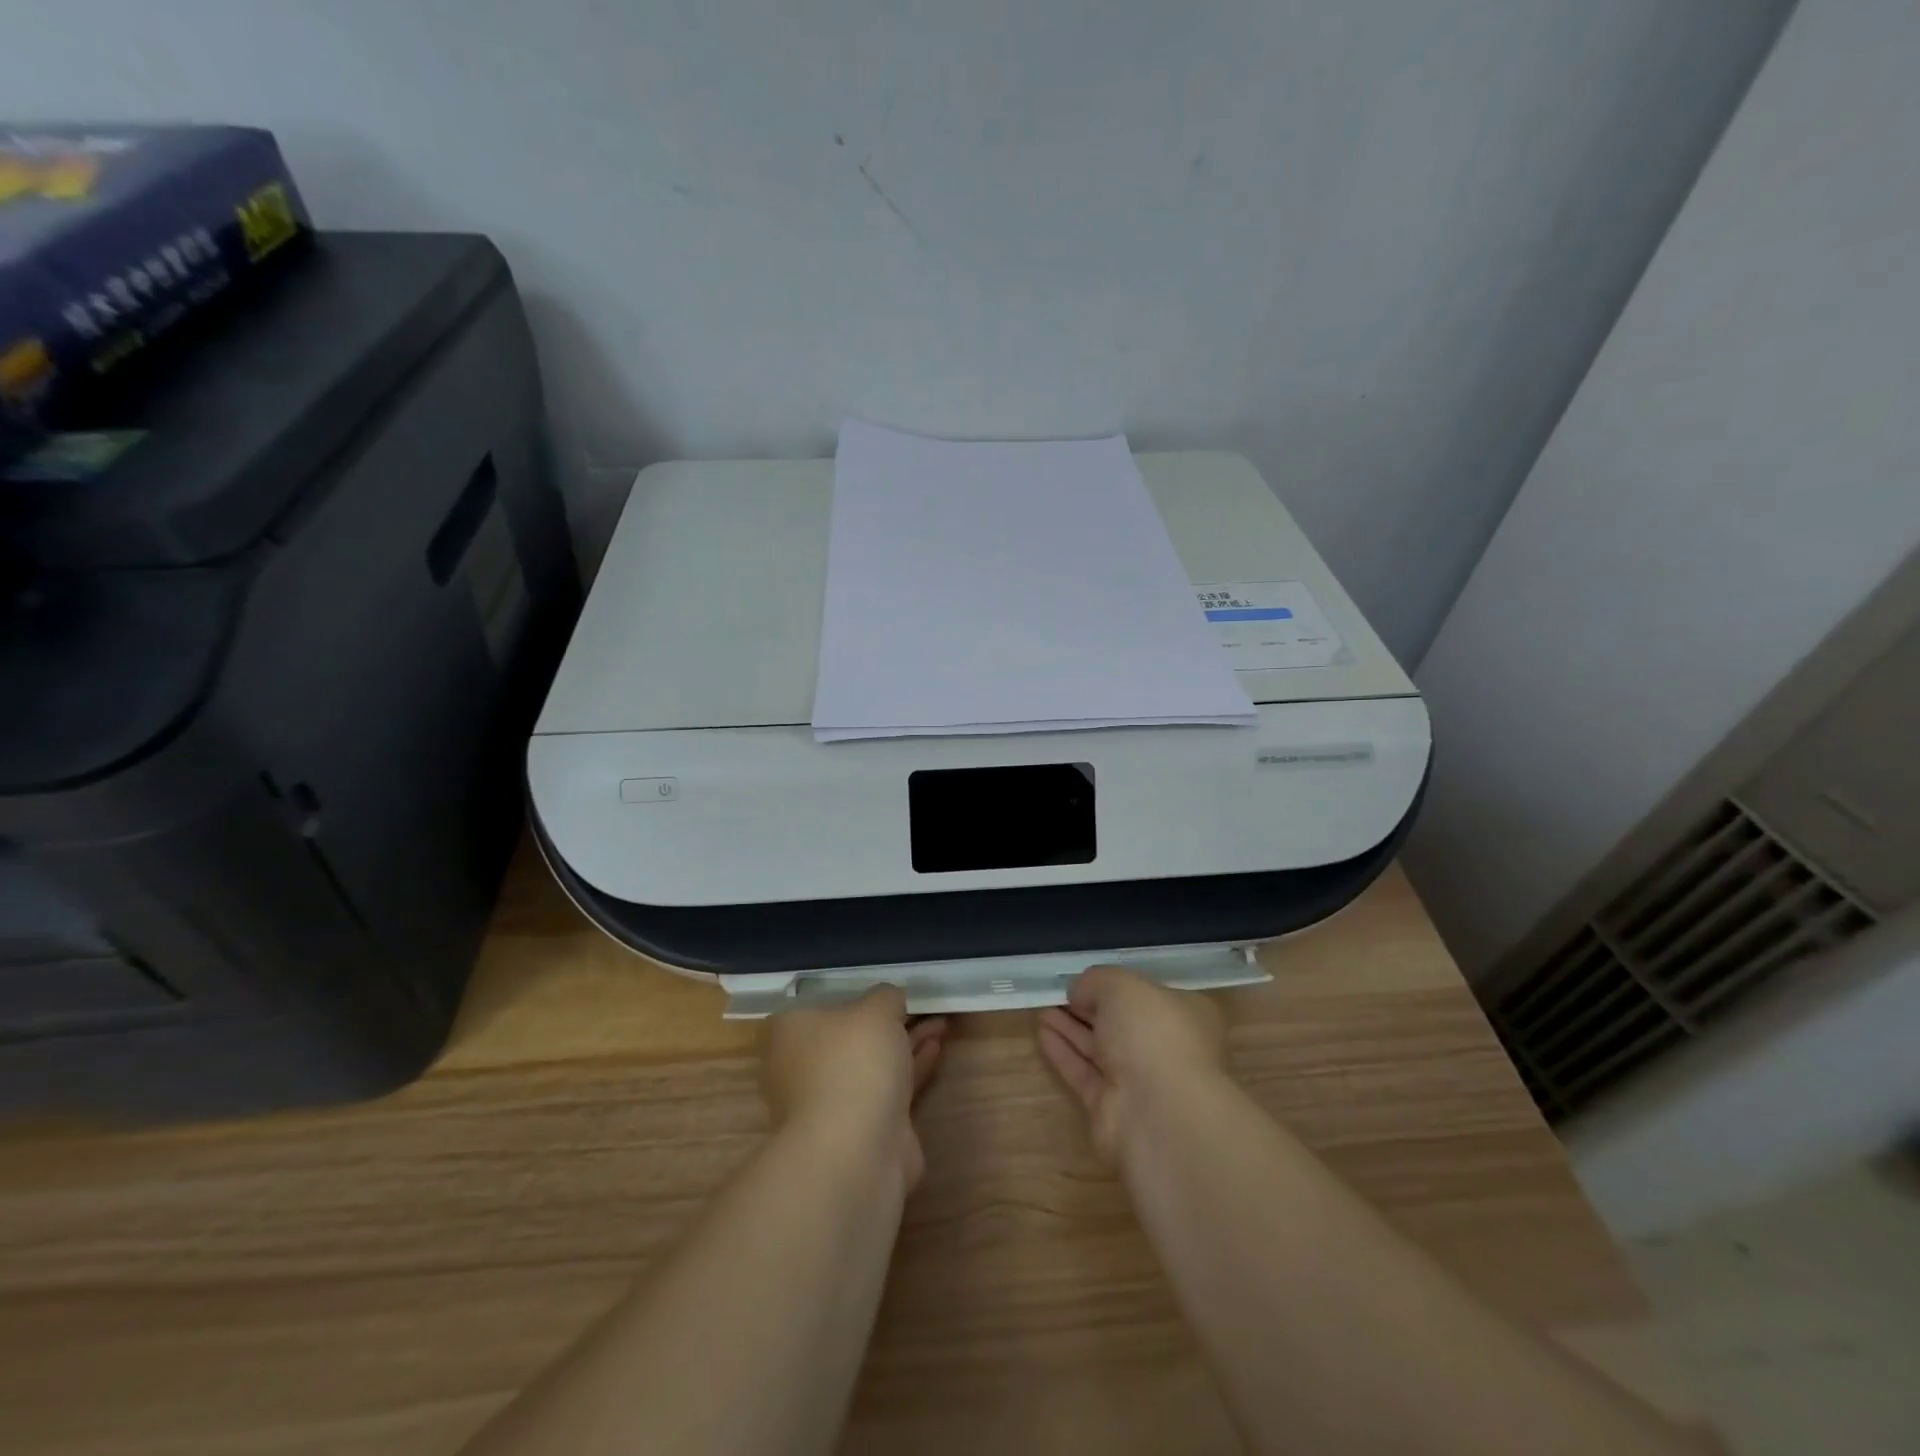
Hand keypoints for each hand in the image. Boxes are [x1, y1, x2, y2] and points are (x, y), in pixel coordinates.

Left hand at [761, 987, 947, 1191]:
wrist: (855, 1152)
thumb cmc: (852, 1063)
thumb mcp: (875, 1009)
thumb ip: (886, 997)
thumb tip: (890, 999)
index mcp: (789, 1032)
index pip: (816, 1005)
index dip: (850, 995)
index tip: (881, 991)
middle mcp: (802, 1066)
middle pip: (848, 1035)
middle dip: (886, 1021)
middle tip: (919, 1004)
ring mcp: (830, 1101)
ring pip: (871, 1062)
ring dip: (905, 1042)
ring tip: (940, 1021)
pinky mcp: (860, 1128)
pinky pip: (888, 1088)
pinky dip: (911, 1067)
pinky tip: (936, 1047)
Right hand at [1038, 965, 1228, 1164]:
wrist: (1159, 1114)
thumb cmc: (1152, 1034)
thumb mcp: (1122, 986)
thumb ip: (1096, 981)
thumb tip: (1080, 992)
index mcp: (1182, 1015)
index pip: (1146, 996)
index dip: (1114, 986)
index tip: (1084, 980)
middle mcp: (1164, 1048)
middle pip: (1120, 1024)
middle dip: (1088, 1008)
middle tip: (1058, 994)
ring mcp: (1139, 1081)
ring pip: (1100, 1049)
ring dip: (1071, 1029)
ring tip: (1042, 1010)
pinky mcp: (1112, 1109)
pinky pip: (1084, 1074)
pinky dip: (1064, 1053)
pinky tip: (1042, 1033)